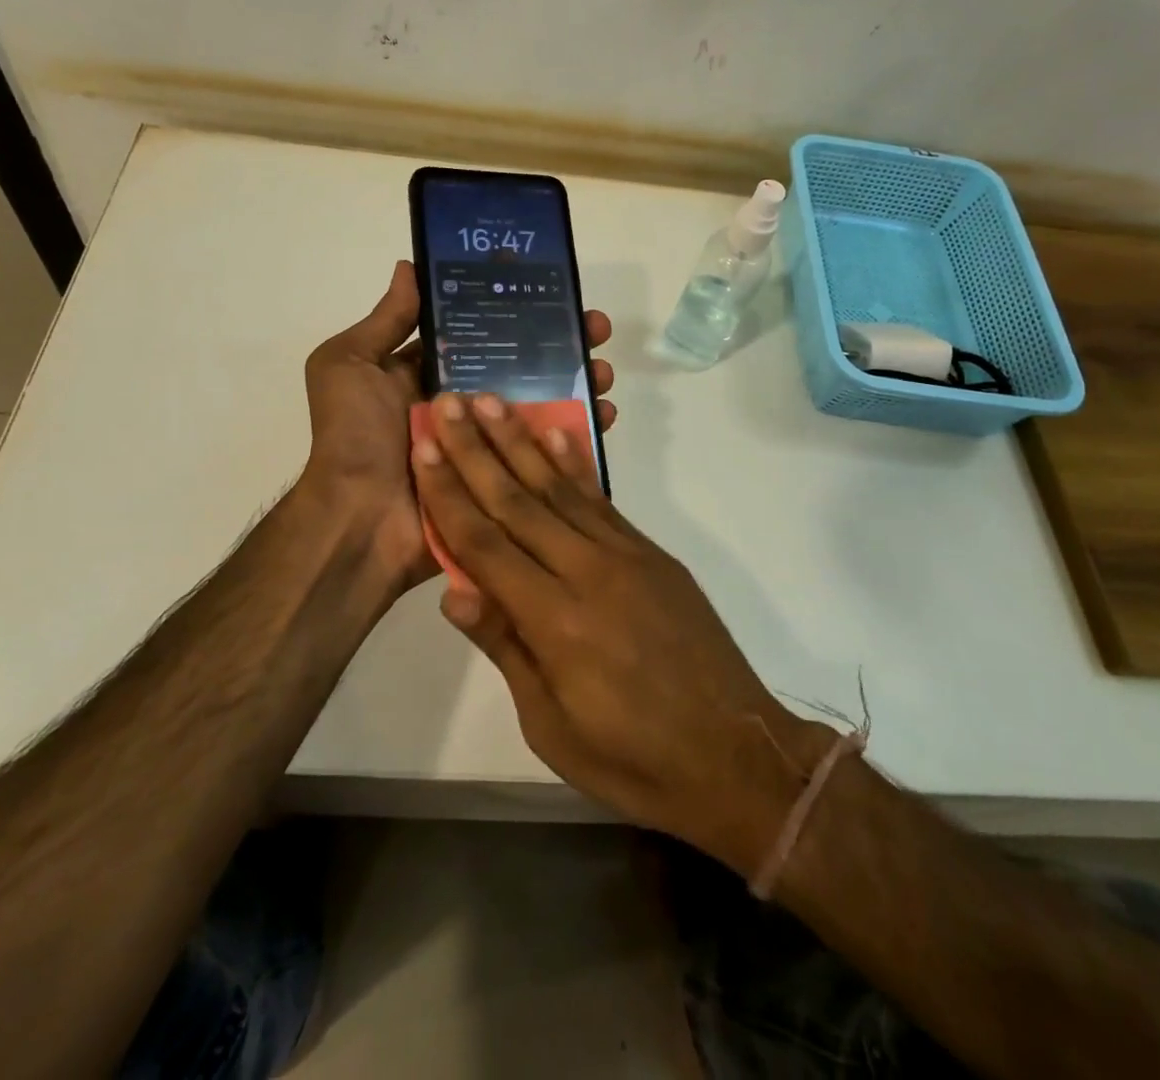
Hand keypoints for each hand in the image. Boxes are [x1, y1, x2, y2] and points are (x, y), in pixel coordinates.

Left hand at [300, 262, 618, 597]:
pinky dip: (579, 434)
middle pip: (523, 367)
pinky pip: (548, 453)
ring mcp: (488, 444)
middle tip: (595, 329)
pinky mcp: (506, 479)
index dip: (518, 313)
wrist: (360, 521)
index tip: (556, 293)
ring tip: (604, 372)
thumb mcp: (349, 365)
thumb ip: (384, 321)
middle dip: (562, 345)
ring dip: (580, 384)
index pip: (484, 335)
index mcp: (431, 376)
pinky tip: (604, 414)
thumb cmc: (354, 437)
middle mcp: (464, 405)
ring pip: (544, 405)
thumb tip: (410, 267)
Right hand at [409, 392, 836, 874]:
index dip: (449, 494)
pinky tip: (557, 433)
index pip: (485, 545)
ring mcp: (626, 556)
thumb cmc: (633, 758)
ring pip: (560, 487)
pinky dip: (576, 464)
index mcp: (555, 621)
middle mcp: (588, 572)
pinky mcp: (652, 553)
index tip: (424, 447)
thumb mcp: (551, 724)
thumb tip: (452, 592)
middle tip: (447, 402)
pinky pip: (603, 500)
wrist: (735, 755)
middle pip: (518, 501)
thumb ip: (506, 647)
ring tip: (492, 401)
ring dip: (521, 441)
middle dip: (476, 449)